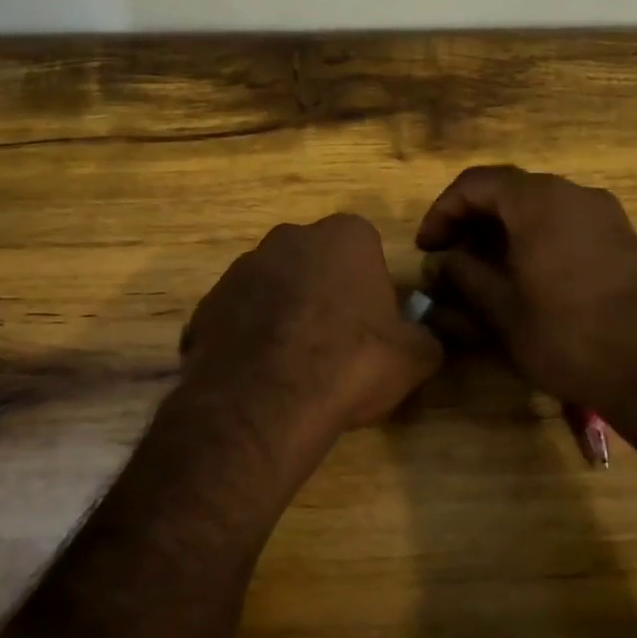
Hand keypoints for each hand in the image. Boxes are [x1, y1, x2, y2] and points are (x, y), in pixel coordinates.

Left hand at [181, 214, 442, 471]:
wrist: (266, 402)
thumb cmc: (351, 363)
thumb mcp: (415, 357)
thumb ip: (428, 338)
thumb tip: (428, 338)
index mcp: (344, 236)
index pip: (366, 248)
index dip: (371, 286)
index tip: (372, 323)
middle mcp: (289, 238)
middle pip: (316, 262)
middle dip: (325, 293)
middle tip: (336, 342)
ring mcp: (242, 268)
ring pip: (274, 287)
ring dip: (285, 314)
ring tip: (295, 365)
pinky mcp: (208, 303)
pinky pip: (240, 316)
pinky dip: (250, 337)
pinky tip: (260, 375)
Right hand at [415, 165, 636, 430]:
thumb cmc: (567, 336)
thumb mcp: (501, 310)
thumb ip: (463, 276)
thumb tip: (440, 262)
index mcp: (539, 202)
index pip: (475, 184)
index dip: (442, 212)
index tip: (428, 249)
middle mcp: (573, 193)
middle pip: (508, 190)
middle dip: (471, 220)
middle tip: (449, 258)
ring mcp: (603, 213)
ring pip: (538, 206)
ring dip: (502, 229)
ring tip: (482, 269)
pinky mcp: (620, 236)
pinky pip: (565, 221)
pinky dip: (534, 236)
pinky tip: (524, 275)